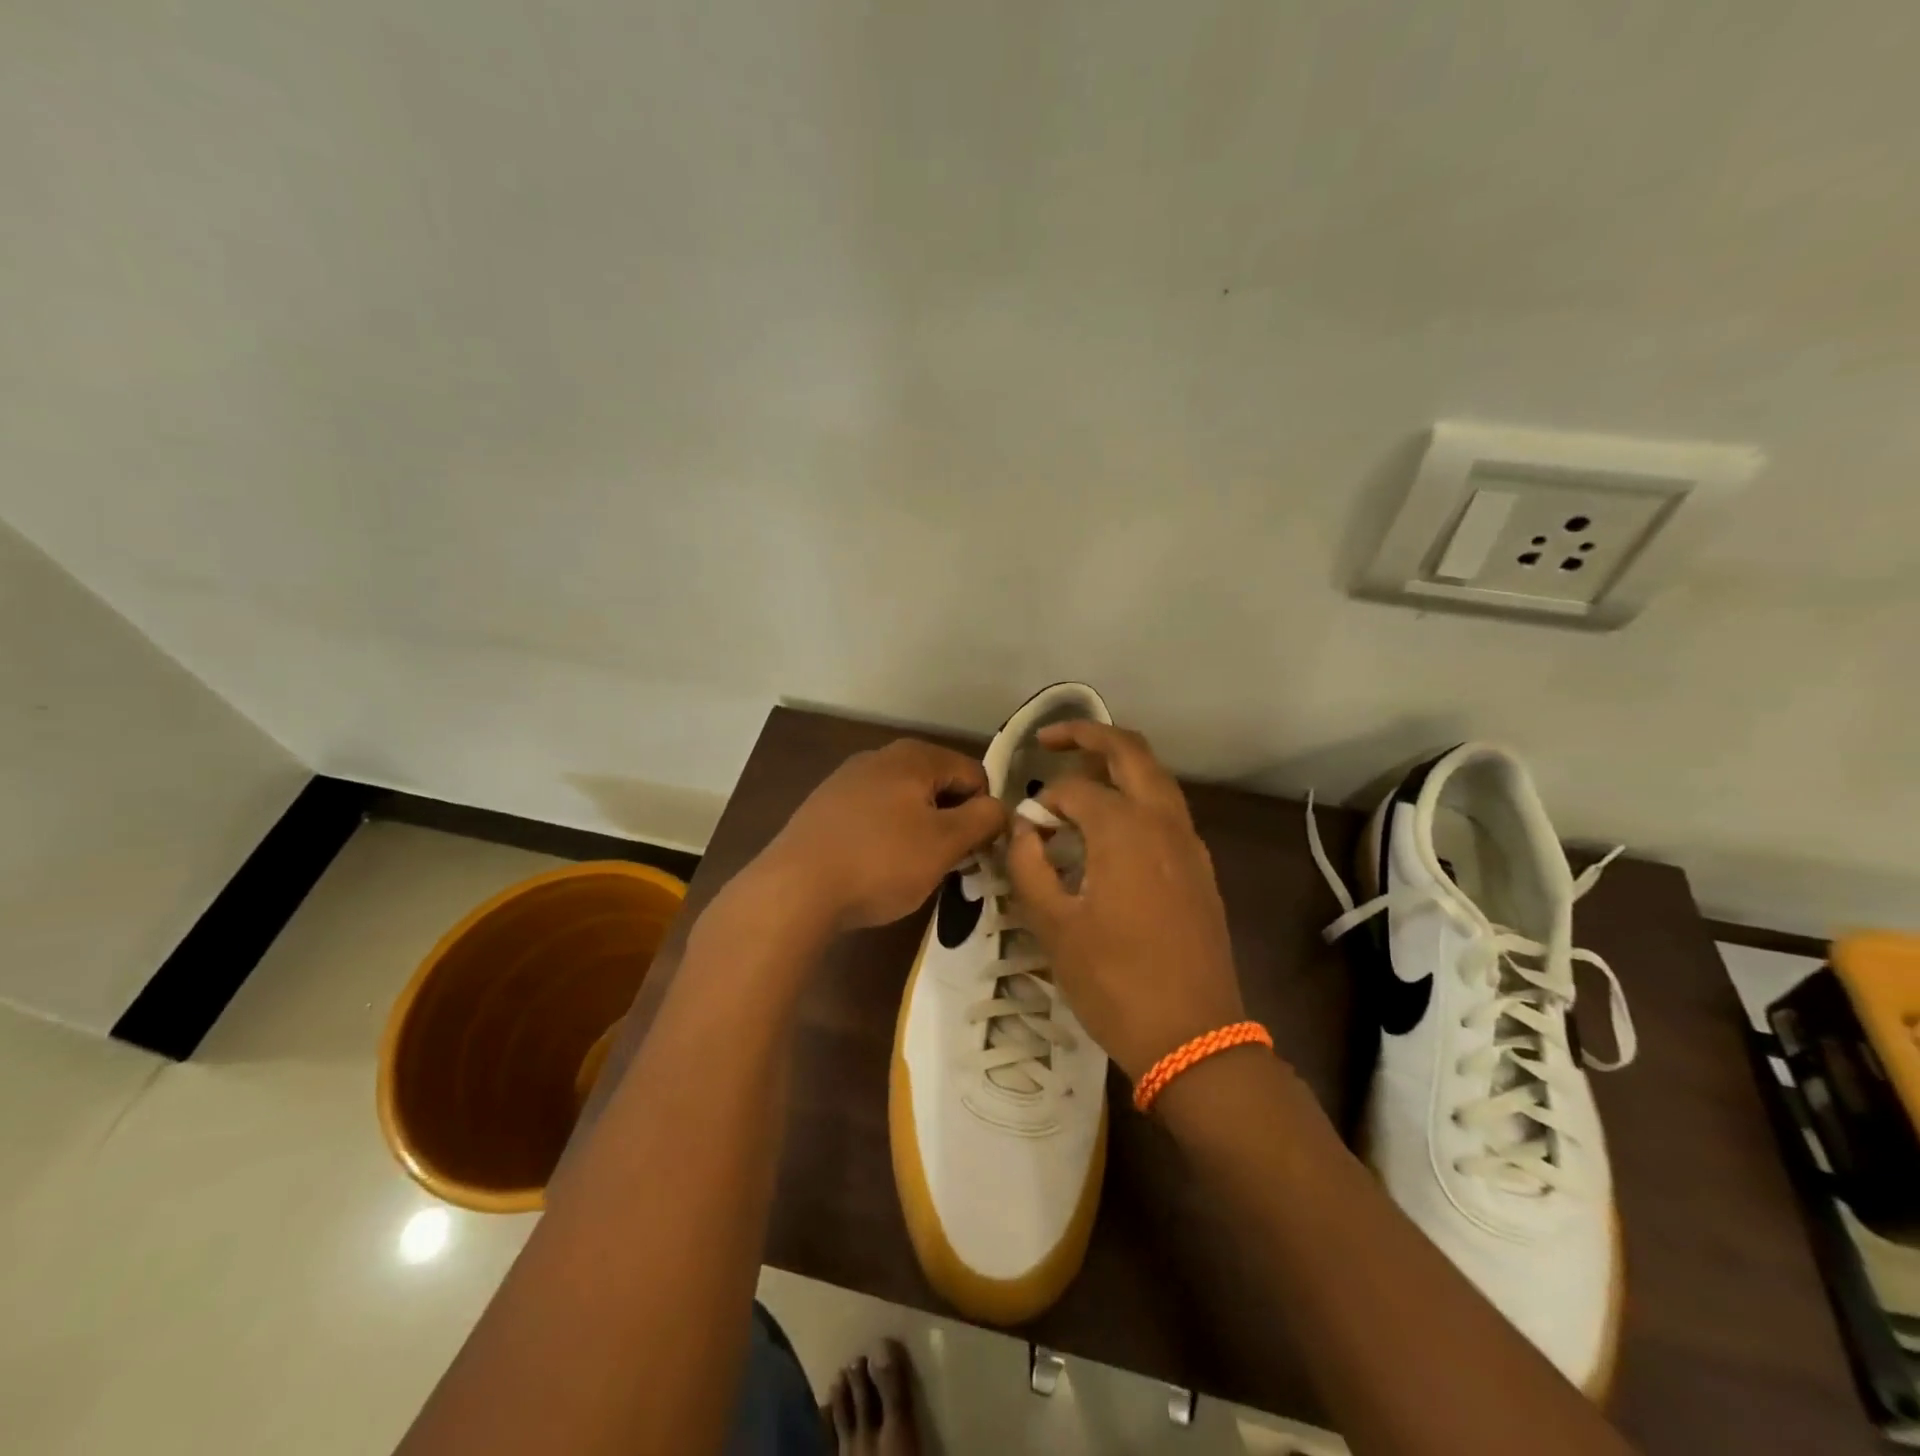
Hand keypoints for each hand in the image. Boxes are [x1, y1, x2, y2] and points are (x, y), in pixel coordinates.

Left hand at [754, 737, 1006, 934]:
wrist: (793, 890)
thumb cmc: (880, 862)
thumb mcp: (945, 844)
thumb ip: (983, 820)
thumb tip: (1001, 808)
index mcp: (914, 756)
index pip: (975, 774)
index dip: (985, 812)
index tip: (978, 851)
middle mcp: (879, 757)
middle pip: (938, 786)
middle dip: (951, 822)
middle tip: (949, 864)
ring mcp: (846, 781)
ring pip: (905, 803)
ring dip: (919, 832)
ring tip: (911, 870)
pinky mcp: (824, 809)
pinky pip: (873, 817)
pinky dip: (886, 838)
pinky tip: (875, 868)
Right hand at [1006, 722, 1246, 1083]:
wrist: (1195, 1038)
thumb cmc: (1114, 982)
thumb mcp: (1054, 926)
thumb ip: (1029, 866)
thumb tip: (1023, 829)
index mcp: (1125, 829)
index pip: (1074, 790)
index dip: (1041, 802)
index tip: (1022, 829)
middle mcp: (1164, 822)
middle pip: (1131, 752)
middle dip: (1089, 735)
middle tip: (1050, 739)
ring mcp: (1190, 844)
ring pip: (1156, 779)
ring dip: (1117, 765)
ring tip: (1079, 778)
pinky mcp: (1200, 869)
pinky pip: (1167, 811)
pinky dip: (1136, 798)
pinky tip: (1111, 830)